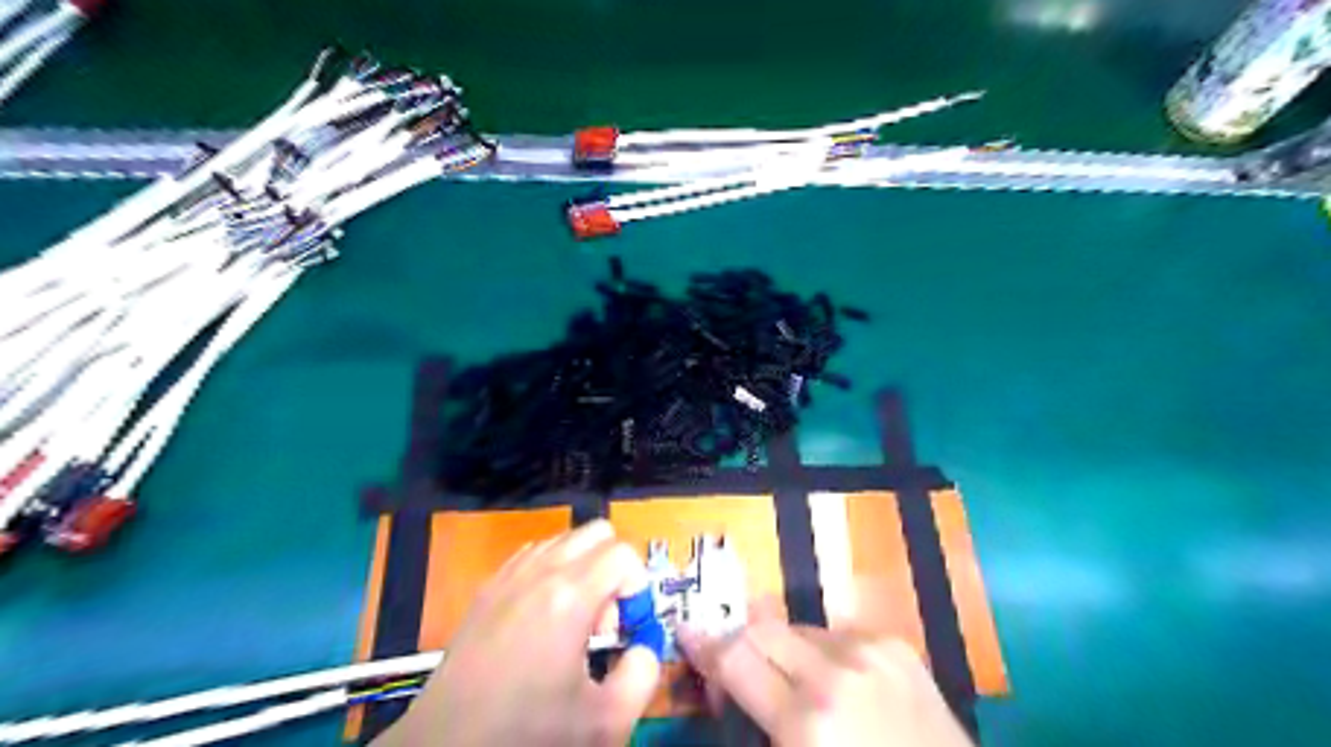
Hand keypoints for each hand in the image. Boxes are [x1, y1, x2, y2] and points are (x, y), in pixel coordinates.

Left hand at [378, 518, 658, 746]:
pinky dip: (551, 571)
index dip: (637, 587)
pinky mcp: (486, 588)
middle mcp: (539, 571)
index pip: (623, 552)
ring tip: (571, 622)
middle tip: (602, 622)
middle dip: (613, 568)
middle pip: (596, 532)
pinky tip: (542, 619)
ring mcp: (508, 575)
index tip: (625, 629)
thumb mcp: (605, 722)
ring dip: (582, 569)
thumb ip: (644, 674)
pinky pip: (533, 555)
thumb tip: (645, 646)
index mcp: (569, 596)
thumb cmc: (526, 734)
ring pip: (564, 540)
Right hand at [682, 608, 974, 746]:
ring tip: (794, 686)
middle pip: (762, 628)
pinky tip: (836, 684)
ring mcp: (872, 651)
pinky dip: (823, 653)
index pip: (735, 657)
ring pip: (800, 629)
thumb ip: (755, 727)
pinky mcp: (897, 645)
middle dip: (739, 642)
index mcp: (807, 720)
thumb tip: (726, 690)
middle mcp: (837, 670)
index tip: (686, 636)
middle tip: (733, 668)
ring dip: (784, 650)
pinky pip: (838, 634)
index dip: (704, 646)